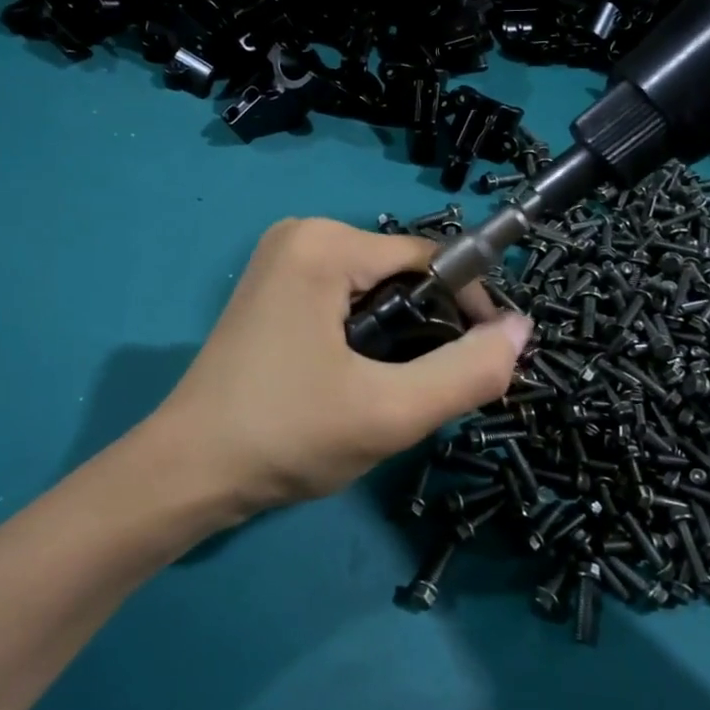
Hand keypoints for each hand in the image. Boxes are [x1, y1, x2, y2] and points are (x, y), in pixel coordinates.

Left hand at [153, 218, 531, 513]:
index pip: (431, 260)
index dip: (468, 310)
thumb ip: (468, 372)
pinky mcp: (272, 292)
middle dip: (427, 332)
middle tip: (421, 393)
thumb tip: (521, 329)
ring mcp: (281, 263)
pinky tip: (352, 385)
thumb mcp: (390, 411)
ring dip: (397, 342)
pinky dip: (365, 341)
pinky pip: (345, 303)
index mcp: (325, 243)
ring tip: (384, 395)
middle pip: (403, 276)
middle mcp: (301, 235)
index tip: (483, 363)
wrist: (187, 474)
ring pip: (377, 295)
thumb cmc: (286, 435)